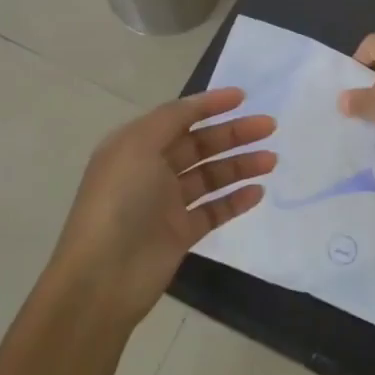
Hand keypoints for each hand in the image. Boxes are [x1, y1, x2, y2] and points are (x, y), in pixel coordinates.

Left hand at [52, 87, 274, 326]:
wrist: (103, 277)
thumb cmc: (120, 201)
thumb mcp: (138, 145)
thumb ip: (171, 119)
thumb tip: (197, 105)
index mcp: (135, 145)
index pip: (178, 117)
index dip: (209, 105)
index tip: (243, 97)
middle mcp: (150, 170)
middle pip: (199, 145)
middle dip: (233, 133)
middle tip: (269, 127)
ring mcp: (166, 204)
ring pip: (210, 177)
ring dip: (240, 165)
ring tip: (271, 160)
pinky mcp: (180, 234)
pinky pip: (214, 210)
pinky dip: (235, 200)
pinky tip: (257, 192)